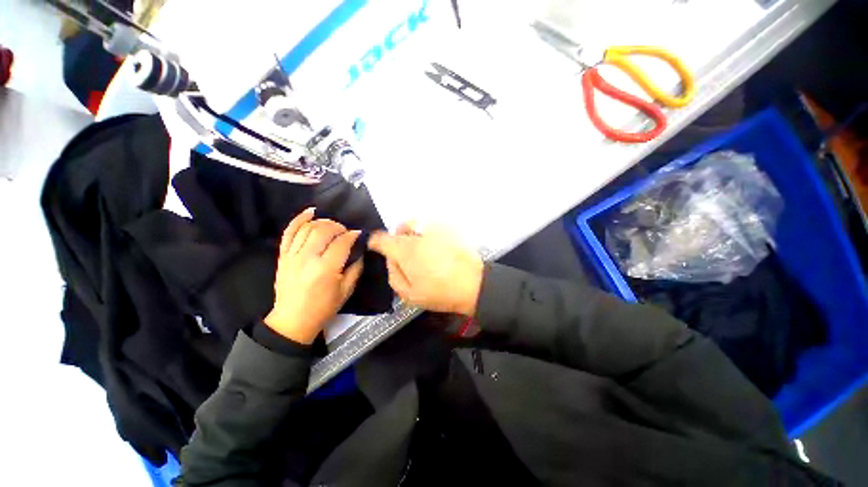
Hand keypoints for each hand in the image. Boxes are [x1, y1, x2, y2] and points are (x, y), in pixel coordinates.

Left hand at [264, 209, 363, 343]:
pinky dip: (299, 219)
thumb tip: (360, 250)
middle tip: (346, 232)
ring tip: (332, 226)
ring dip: (323, 222)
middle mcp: (308, 258)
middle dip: (339, 226)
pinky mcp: (283, 255)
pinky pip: (289, 231)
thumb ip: (356, 268)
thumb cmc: (323, 307)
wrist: (293, 319)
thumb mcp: (347, 290)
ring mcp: (292, 255)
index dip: (353, 235)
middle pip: (324, 230)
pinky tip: (310, 212)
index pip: (342, 242)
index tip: (359, 234)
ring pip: (308, 227)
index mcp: (326, 269)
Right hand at [368, 223, 483, 315]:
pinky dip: (427, 231)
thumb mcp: (409, 294)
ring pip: (416, 223)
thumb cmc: (439, 292)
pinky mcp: (448, 228)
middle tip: (403, 252)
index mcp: (404, 250)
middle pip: (399, 228)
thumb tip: (391, 260)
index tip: (376, 247)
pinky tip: (435, 245)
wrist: (473, 284)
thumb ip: (393, 275)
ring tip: (420, 247)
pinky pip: (431, 225)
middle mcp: (417, 235)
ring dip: (412, 232)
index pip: (381, 238)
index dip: (374, 241)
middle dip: (396, 238)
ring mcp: (434, 229)